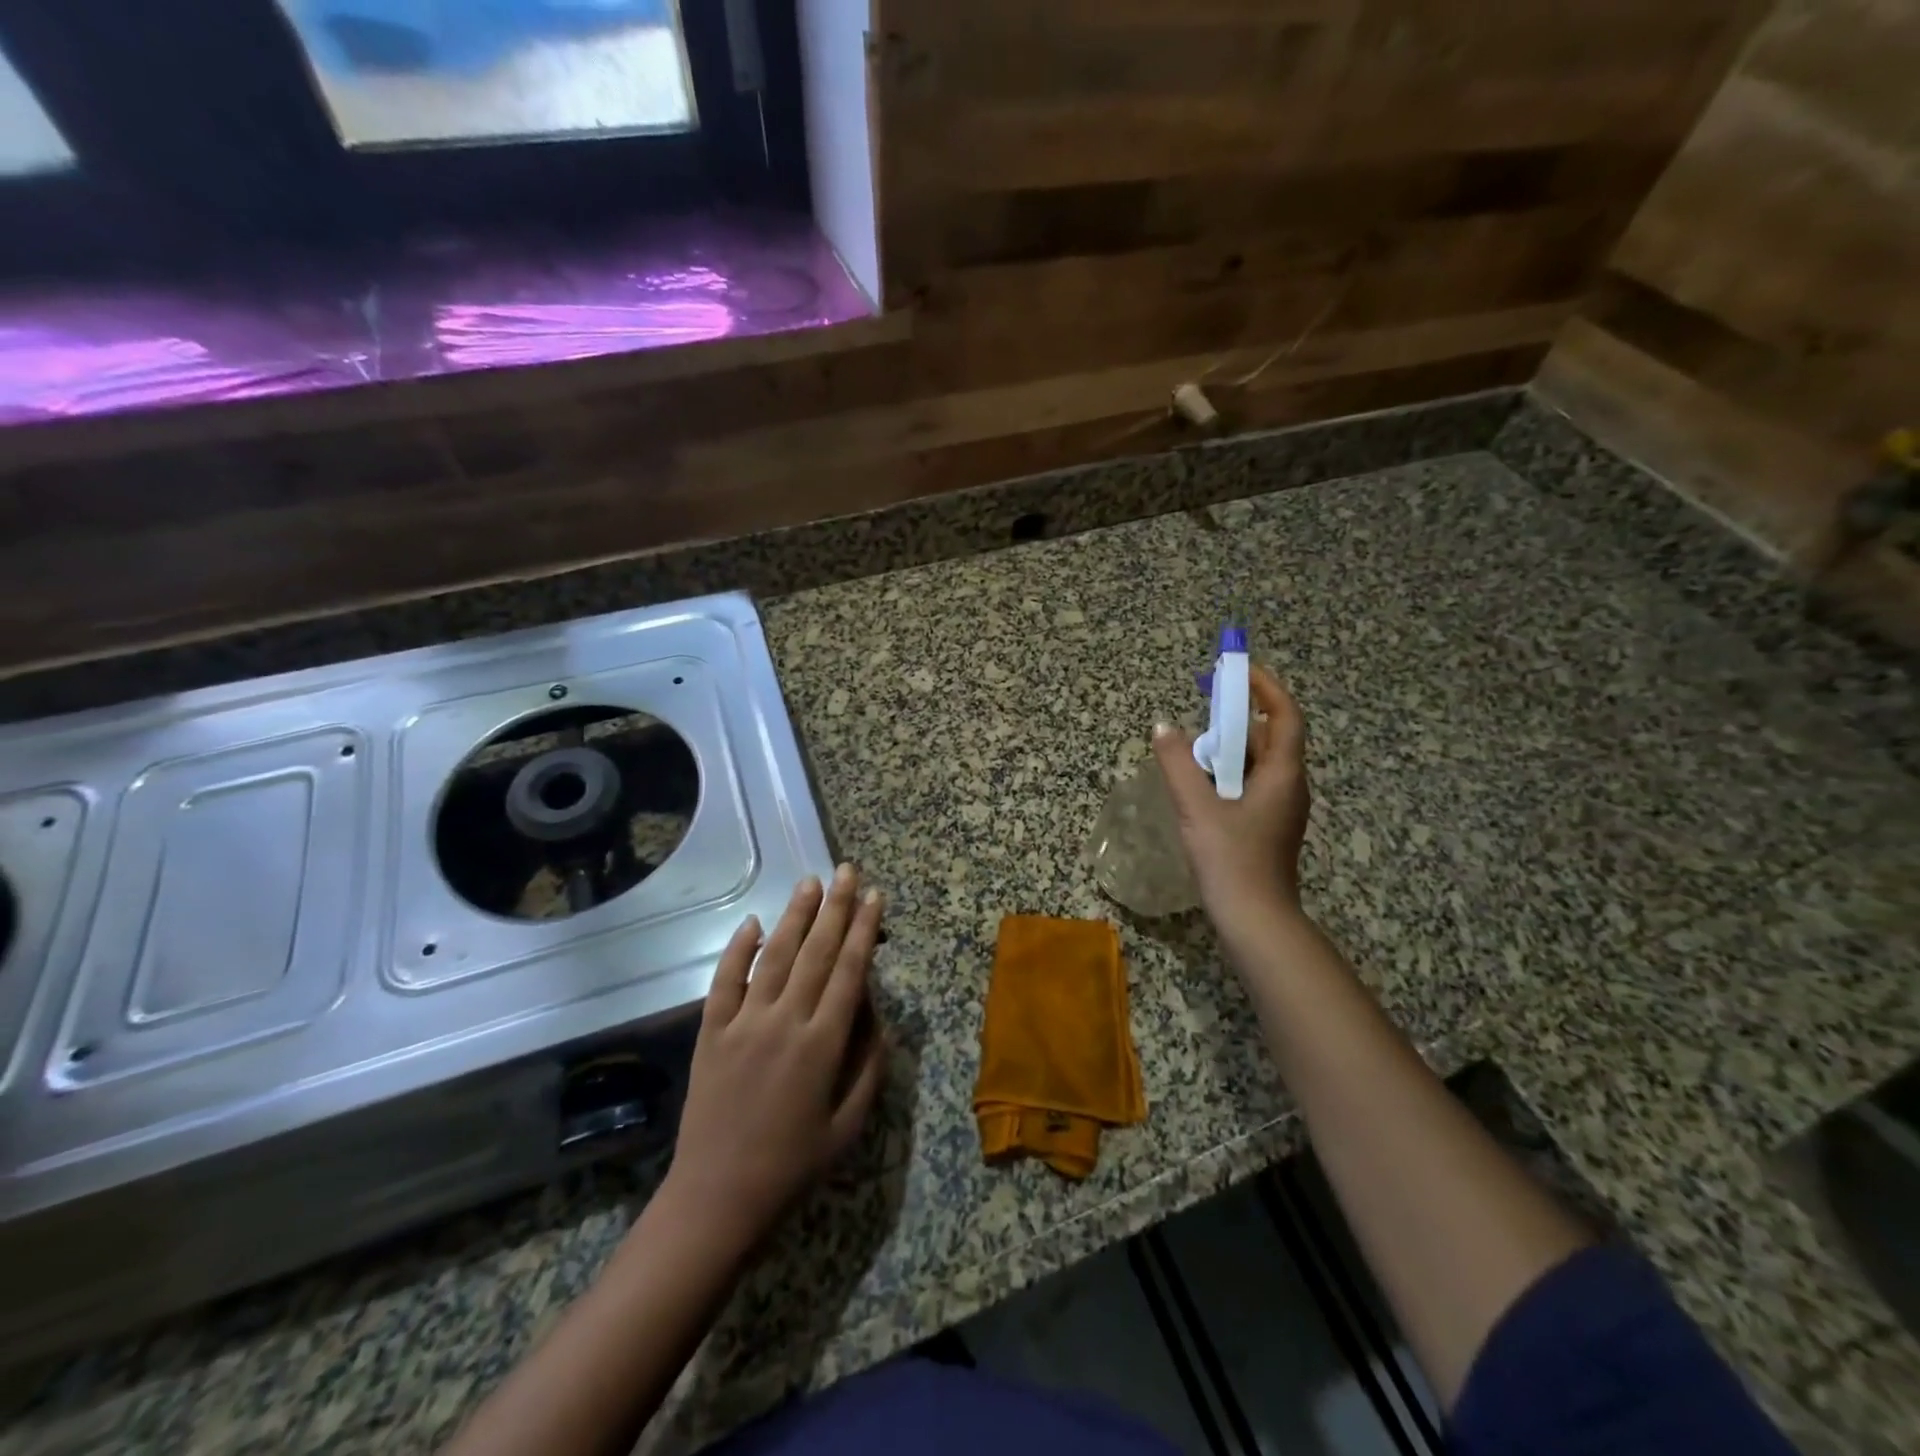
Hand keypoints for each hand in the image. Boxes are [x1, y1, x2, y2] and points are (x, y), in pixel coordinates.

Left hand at [659, 867, 887, 1257]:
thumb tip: (875, 1012)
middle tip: (847, 871)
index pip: (849, 971)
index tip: (875, 896)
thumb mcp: (849, 1126)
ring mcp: (743, 1024)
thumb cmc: (792, 1167)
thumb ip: (869, 1065)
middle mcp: (784, 1022)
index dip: (864, 930)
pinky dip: (739, 949)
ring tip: (810, 882)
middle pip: (815, 952)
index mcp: (822, 1045)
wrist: (716, 1200)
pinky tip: (753, 922)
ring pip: (774, 956)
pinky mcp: (710, 1033)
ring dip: (795, 916)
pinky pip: (725, 981)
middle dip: (835, 908)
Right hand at [1152, 666, 1310, 936]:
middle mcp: (1289, 786)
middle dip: (1238, 717)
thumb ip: (1178, 764)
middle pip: (1270, 738)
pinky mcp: (1267, 826)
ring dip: (1229, 747)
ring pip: (1258, 764)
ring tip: (1194, 745)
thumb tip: (1164, 727)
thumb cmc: (1231, 860)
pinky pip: (1250, 785)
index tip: (1237, 669)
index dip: (1265, 687)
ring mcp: (1281, 809)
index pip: (1284, 716)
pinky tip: (1200, 785)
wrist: (1255, 921)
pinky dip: (1227, 773)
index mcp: (1283, 775)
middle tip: (1204, 705)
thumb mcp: (1197, 808)